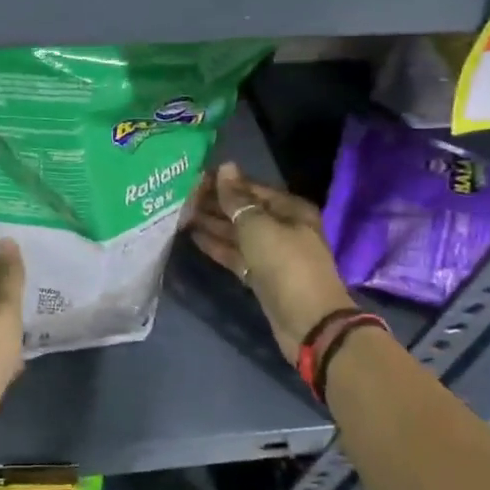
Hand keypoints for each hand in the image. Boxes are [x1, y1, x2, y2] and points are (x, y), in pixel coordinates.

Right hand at [188, 164, 353, 366]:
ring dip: (212, 224)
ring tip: (181, 215)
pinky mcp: (261, 276)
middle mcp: (282, 228)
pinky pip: (236, 254)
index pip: (251, 189)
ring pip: (237, 233)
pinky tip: (195, 237)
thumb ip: (237, 199)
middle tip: (180, 197)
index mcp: (290, 210)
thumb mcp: (258, 226)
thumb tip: (224, 167)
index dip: (224, 183)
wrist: (308, 322)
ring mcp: (272, 254)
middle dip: (215, 204)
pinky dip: (218, 246)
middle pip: (244, 211)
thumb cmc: (286, 264)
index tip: (193, 178)